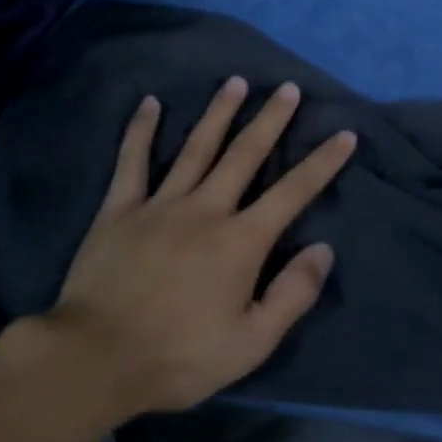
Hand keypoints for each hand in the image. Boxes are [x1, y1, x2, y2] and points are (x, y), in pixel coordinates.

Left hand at [45, 77, 356, 414]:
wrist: (96, 358)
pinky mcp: (119, 210)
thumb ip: (292, 294)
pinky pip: (132, 162)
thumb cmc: (180, 355)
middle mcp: (206, 209)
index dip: (322, 163)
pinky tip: (150, 103)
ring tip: (235, 83)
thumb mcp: (251, 342)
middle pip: (245, 154)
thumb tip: (323, 249)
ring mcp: (160, 204)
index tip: (344, 134)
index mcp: (241, 241)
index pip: (292, 192)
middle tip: (287, 88)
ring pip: (196, 148)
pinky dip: (141, 130)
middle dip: (270, 120)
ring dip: (218, 113)